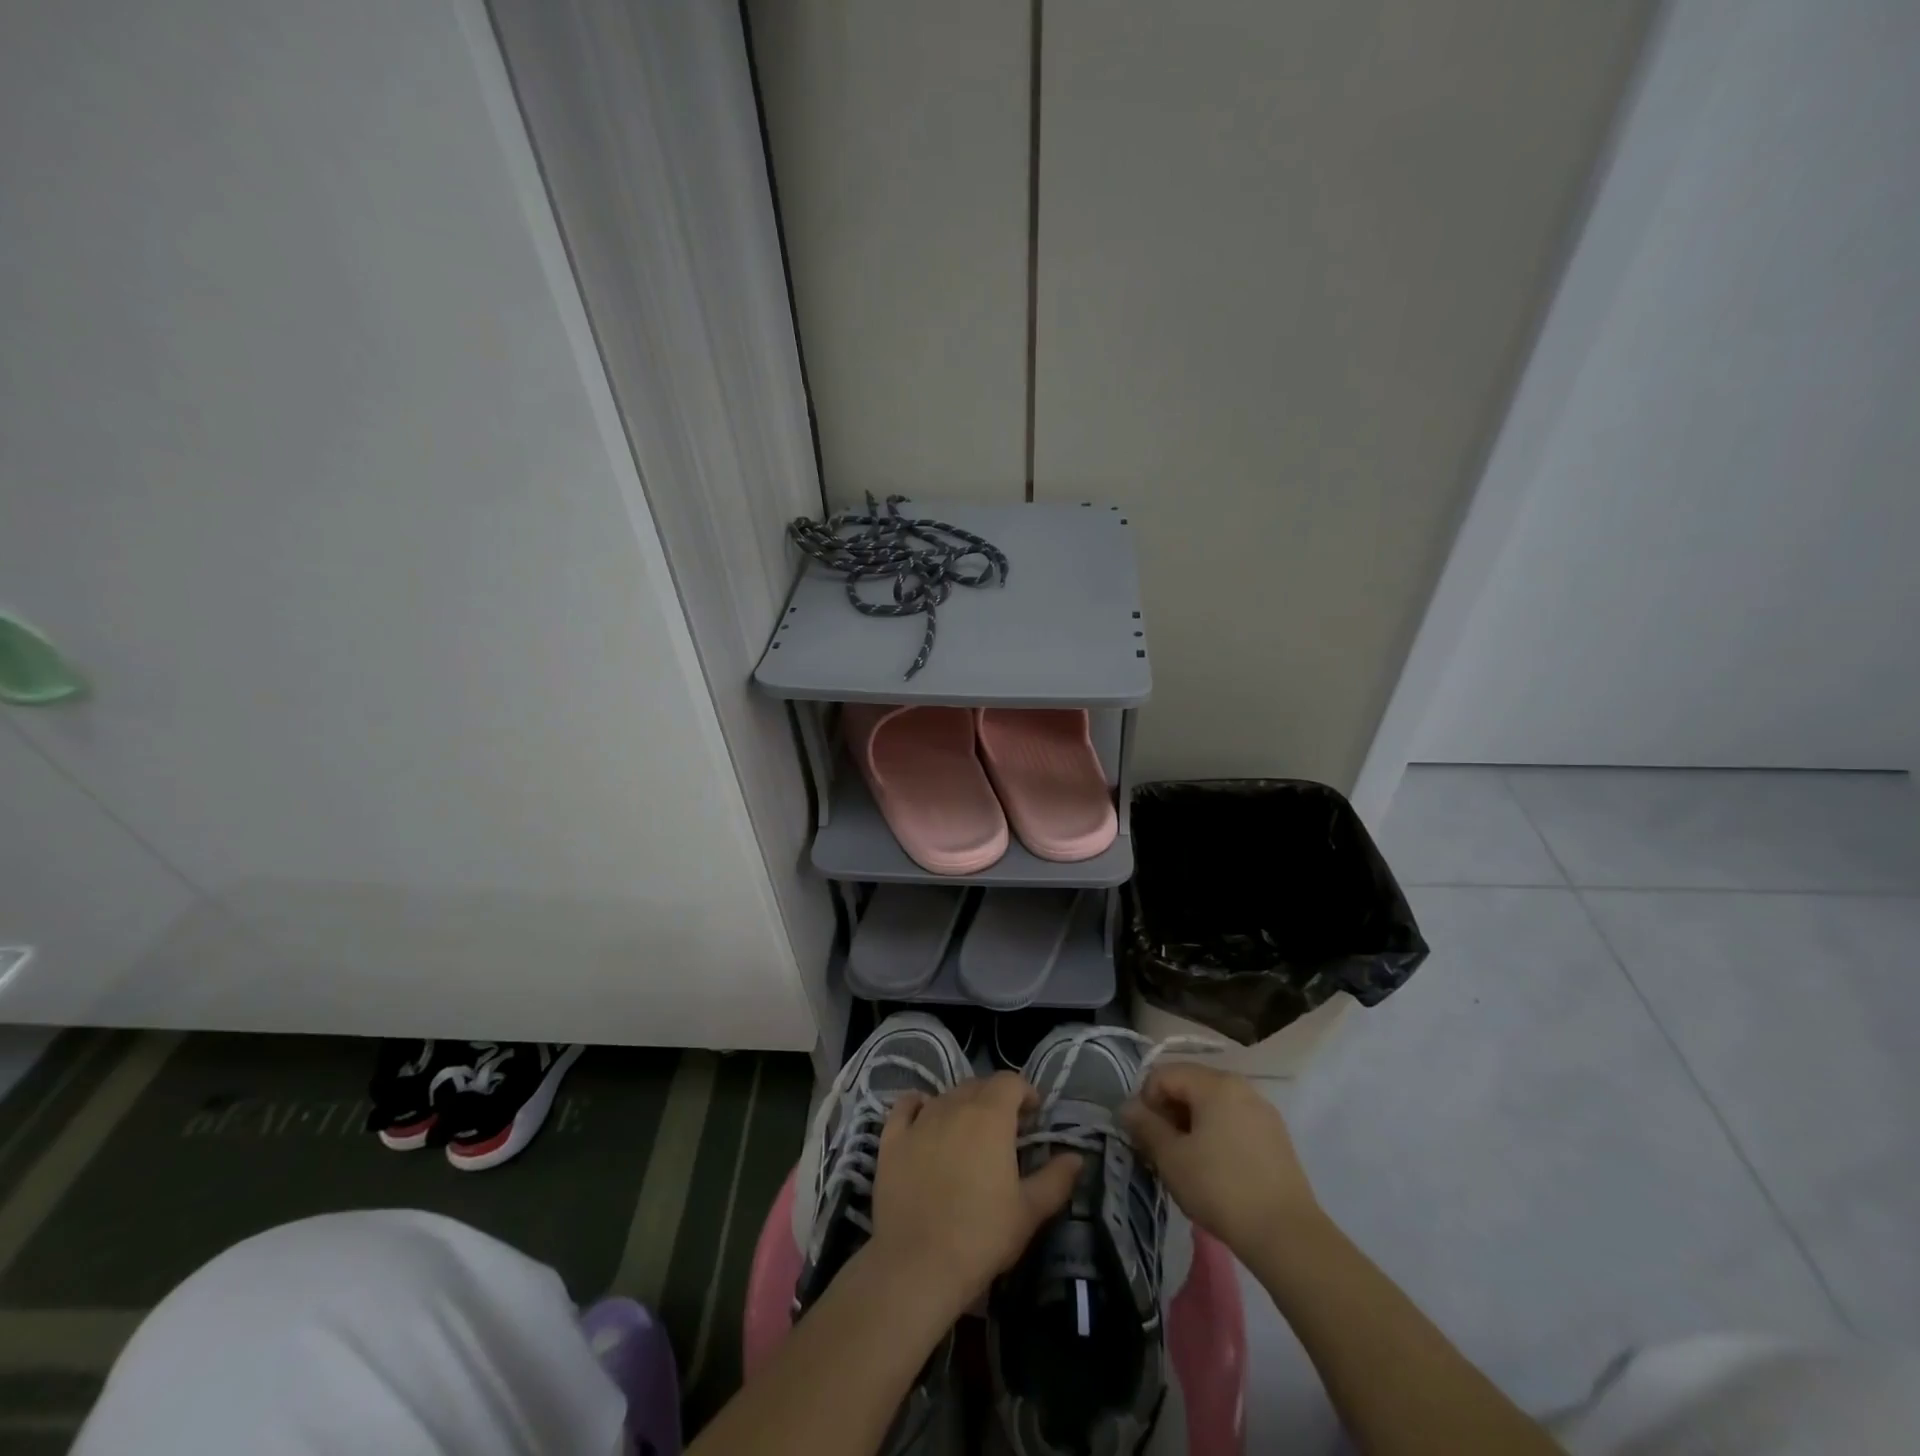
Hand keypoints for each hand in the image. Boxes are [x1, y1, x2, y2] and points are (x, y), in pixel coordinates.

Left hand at [870, 1072, 1080, 1314]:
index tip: (1033, 1116)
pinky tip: (923, 1116)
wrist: (917, 1265)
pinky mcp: (892, 1139)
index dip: (1025, 1092)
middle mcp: (954, 1105)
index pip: (1010, 1082)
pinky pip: (906, 1107)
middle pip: (978, 1085)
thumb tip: (1077, 1157)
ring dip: (962, 1104)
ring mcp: (920, 1120)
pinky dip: (918, 1105)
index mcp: (990, 1116)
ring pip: (946, 1095)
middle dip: (996, 1098)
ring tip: (970, 1132)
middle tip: (1005, 1129)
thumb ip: (1056, 1179)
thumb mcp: (1029, 1212)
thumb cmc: (981, 1236)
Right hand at [1122, 1063, 1320, 1256]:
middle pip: (1190, 1085)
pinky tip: (1216, 1170)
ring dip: (1191, 1125)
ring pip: (1212, 1105)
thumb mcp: (1171, 1158)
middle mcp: (1241, 1086)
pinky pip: (1234, 1121)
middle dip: (1169, 1113)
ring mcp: (1262, 1111)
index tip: (1145, 1136)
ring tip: (1188, 1163)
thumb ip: (1145, 1126)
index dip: (1146, 1101)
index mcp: (1215, 1083)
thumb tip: (1126, 1107)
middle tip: (1162, 1151)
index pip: (1164, 1074)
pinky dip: (1216, 1135)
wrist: (1287, 1236)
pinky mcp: (1276, 1136)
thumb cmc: (1221, 1189)